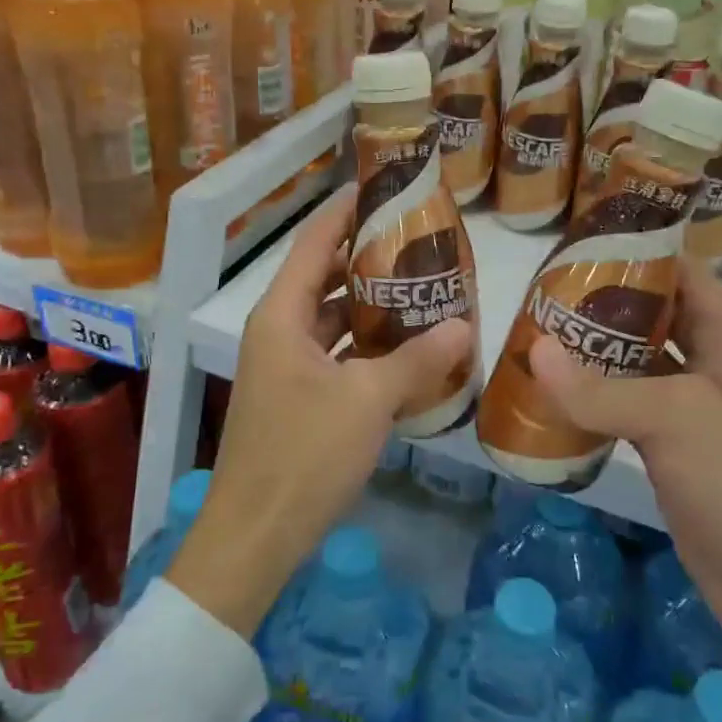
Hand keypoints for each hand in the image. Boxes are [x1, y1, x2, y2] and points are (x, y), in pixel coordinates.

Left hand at [167, 186, 472, 640]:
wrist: (256, 535)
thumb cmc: (304, 454)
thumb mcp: (368, 401)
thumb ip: (417, 360)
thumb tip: (466, 326)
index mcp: (282, 316)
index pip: (314, 242)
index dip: (345, 211)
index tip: (382, 186)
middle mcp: (279, 331)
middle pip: (324, 277)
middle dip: (368, 258)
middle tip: (419, 243)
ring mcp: (286, 366)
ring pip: (332, 318)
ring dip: (371, 305)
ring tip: (422, 289)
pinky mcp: (298, 398)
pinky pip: (336, 354)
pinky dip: (366, 345)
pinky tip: (407, 348)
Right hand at [529, 256, 721, 721]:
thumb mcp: (677, 420)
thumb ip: (602, 388)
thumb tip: (534, 351)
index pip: (686, 276)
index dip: (642, 252)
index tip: (581, 242)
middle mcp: (713, 370)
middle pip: (655, 320)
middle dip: (604, 305)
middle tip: (542, 293)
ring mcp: (692, 416)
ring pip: (636, 369)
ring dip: (592, 355)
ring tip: (535, 336)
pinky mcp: (672, 456)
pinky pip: (626, 414)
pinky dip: (593, 403)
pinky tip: (551, 397)